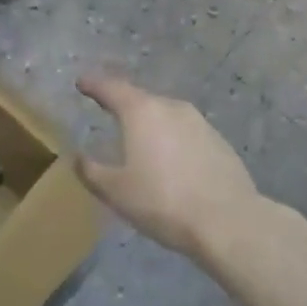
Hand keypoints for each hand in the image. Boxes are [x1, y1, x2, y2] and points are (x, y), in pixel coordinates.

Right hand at [77, 74, 258, 258]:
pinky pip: (186, 133)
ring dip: (150, 123)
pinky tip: (170, 160)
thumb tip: (77, 158)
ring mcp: (199, 123)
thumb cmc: (163, 202)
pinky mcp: (219, 142)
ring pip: (166, 115)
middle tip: (108, 109)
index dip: (94, 85)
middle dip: (123, 104)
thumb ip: (92, 171)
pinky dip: (172, 140)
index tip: (82, 82)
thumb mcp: (116, 192)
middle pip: (140, 99)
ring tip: (139, 138)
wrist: (229, 222)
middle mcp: (171, 107)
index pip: (111, 88)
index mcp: (141, 112)